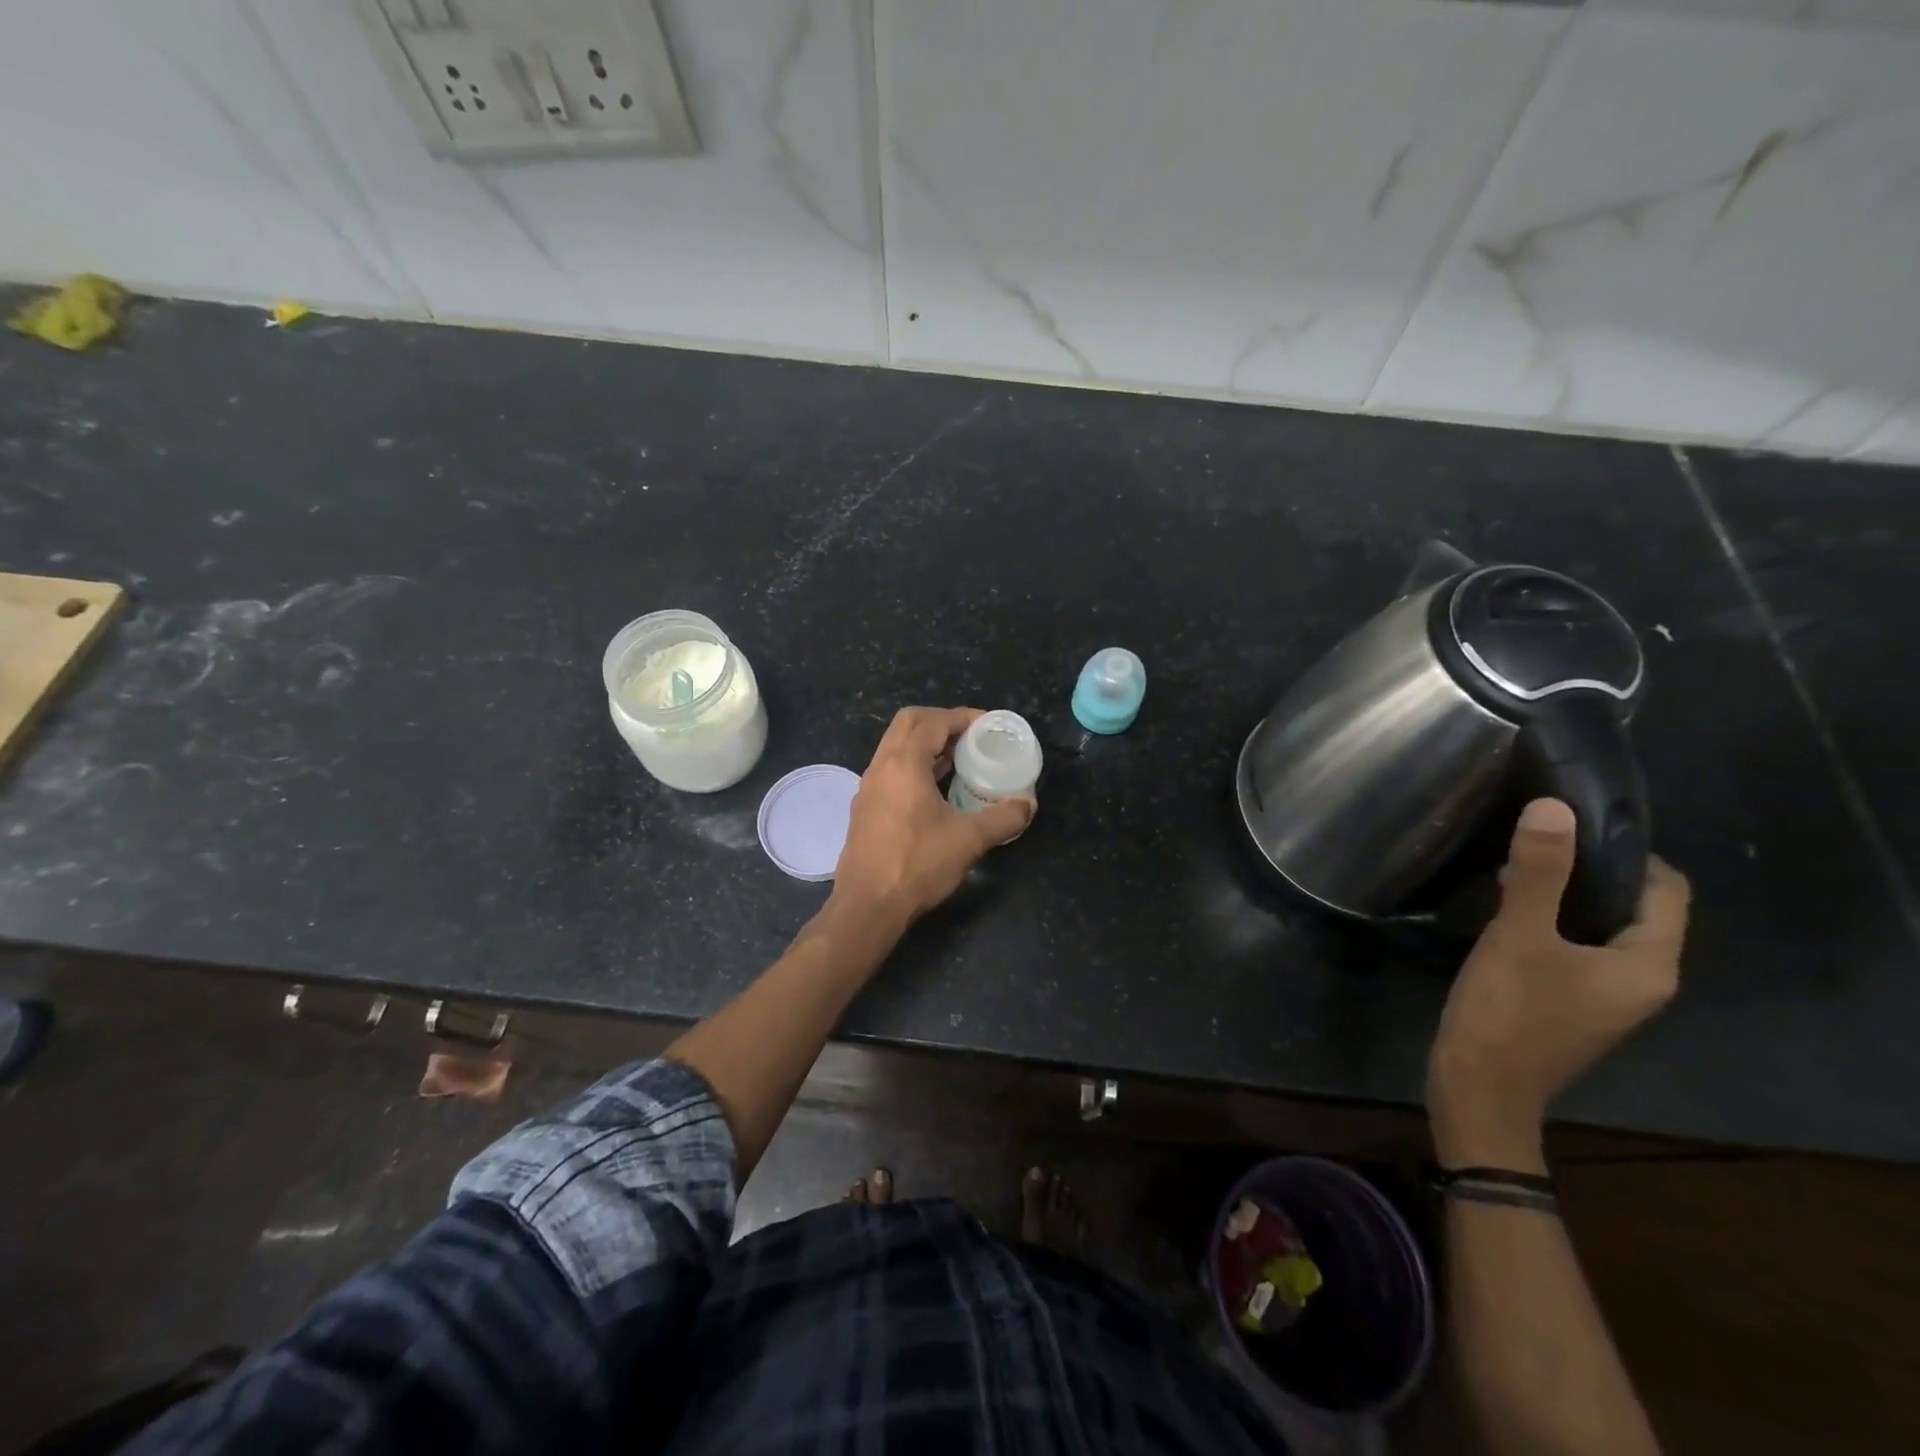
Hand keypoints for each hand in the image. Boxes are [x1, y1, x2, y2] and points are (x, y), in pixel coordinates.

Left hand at [830, 707, 1032, 929]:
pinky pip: (890, 770)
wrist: (867, 905)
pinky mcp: (865, 808)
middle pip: (908, 723)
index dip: (962, 717)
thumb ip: (1003, 819)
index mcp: (903, 763)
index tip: (987, 725)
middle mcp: (881, 767)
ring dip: (925, 743)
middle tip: (970, 735)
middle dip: (941, 721)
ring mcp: (868, 787)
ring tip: (958, 759)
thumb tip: (1028, 805)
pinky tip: (935, 789)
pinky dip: (913, 765)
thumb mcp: (969, 840)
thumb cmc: (917, 865)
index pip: (933, 722)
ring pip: (896, 746)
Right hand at [1428, 798, 1689, 1168]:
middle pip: (1634, 906)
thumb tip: (1552, 806)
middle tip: (1534, 840)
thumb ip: (1538, 872)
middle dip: (1589, 869)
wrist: (1479, 1088)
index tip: (1570, 822)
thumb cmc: (1509, 1012)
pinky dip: (1552, 922)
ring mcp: (1607, 996)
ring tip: (1513, 869)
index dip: (1625, 850)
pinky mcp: (1574, 1003)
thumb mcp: (1518, 935)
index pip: (1665, 889)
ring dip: (1566, 895)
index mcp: (1648, 964)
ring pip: (1600, 926)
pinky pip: (1578, 947)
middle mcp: (1642, 980)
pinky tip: (1507, 912)